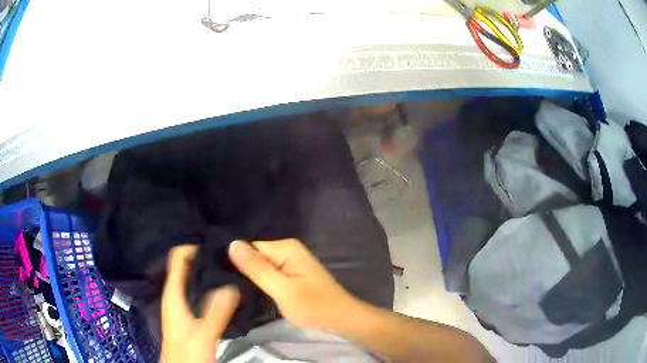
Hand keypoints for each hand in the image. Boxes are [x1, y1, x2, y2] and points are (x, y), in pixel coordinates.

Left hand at [161, 245, 239, 362]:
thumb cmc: (187, 352)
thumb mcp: (202, 334)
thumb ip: (215, 312)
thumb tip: (231, 285)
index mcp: (173, 294)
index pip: (178, 258)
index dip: (194, 247)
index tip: (217, 245)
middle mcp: (175, 295)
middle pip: (187, 267)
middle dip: (206, 259)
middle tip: (230, 257)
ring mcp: (182, 305)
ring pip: (194, 279)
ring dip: (209, 274)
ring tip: (231, 271)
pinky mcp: (189, 314)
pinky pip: (199, 292)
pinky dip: (211, 288)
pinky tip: (227, 293)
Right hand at [228, 239, 357, 330]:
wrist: (340, 318)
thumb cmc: (313, 306)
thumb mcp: (282, 289)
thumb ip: (257, 268)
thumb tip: (232, 243)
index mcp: (285, 248)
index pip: (249, 247)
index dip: (235, 262)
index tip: (223, 278)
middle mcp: (287, 249)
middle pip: (255, 256)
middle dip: (243, 270)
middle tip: (227, 287)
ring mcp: (290, 261)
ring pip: (261, 266)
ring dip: (252, 278)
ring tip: (235, 290)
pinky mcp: (292, 273)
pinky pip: (270, 273)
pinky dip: (262, 282)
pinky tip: (251, 291)